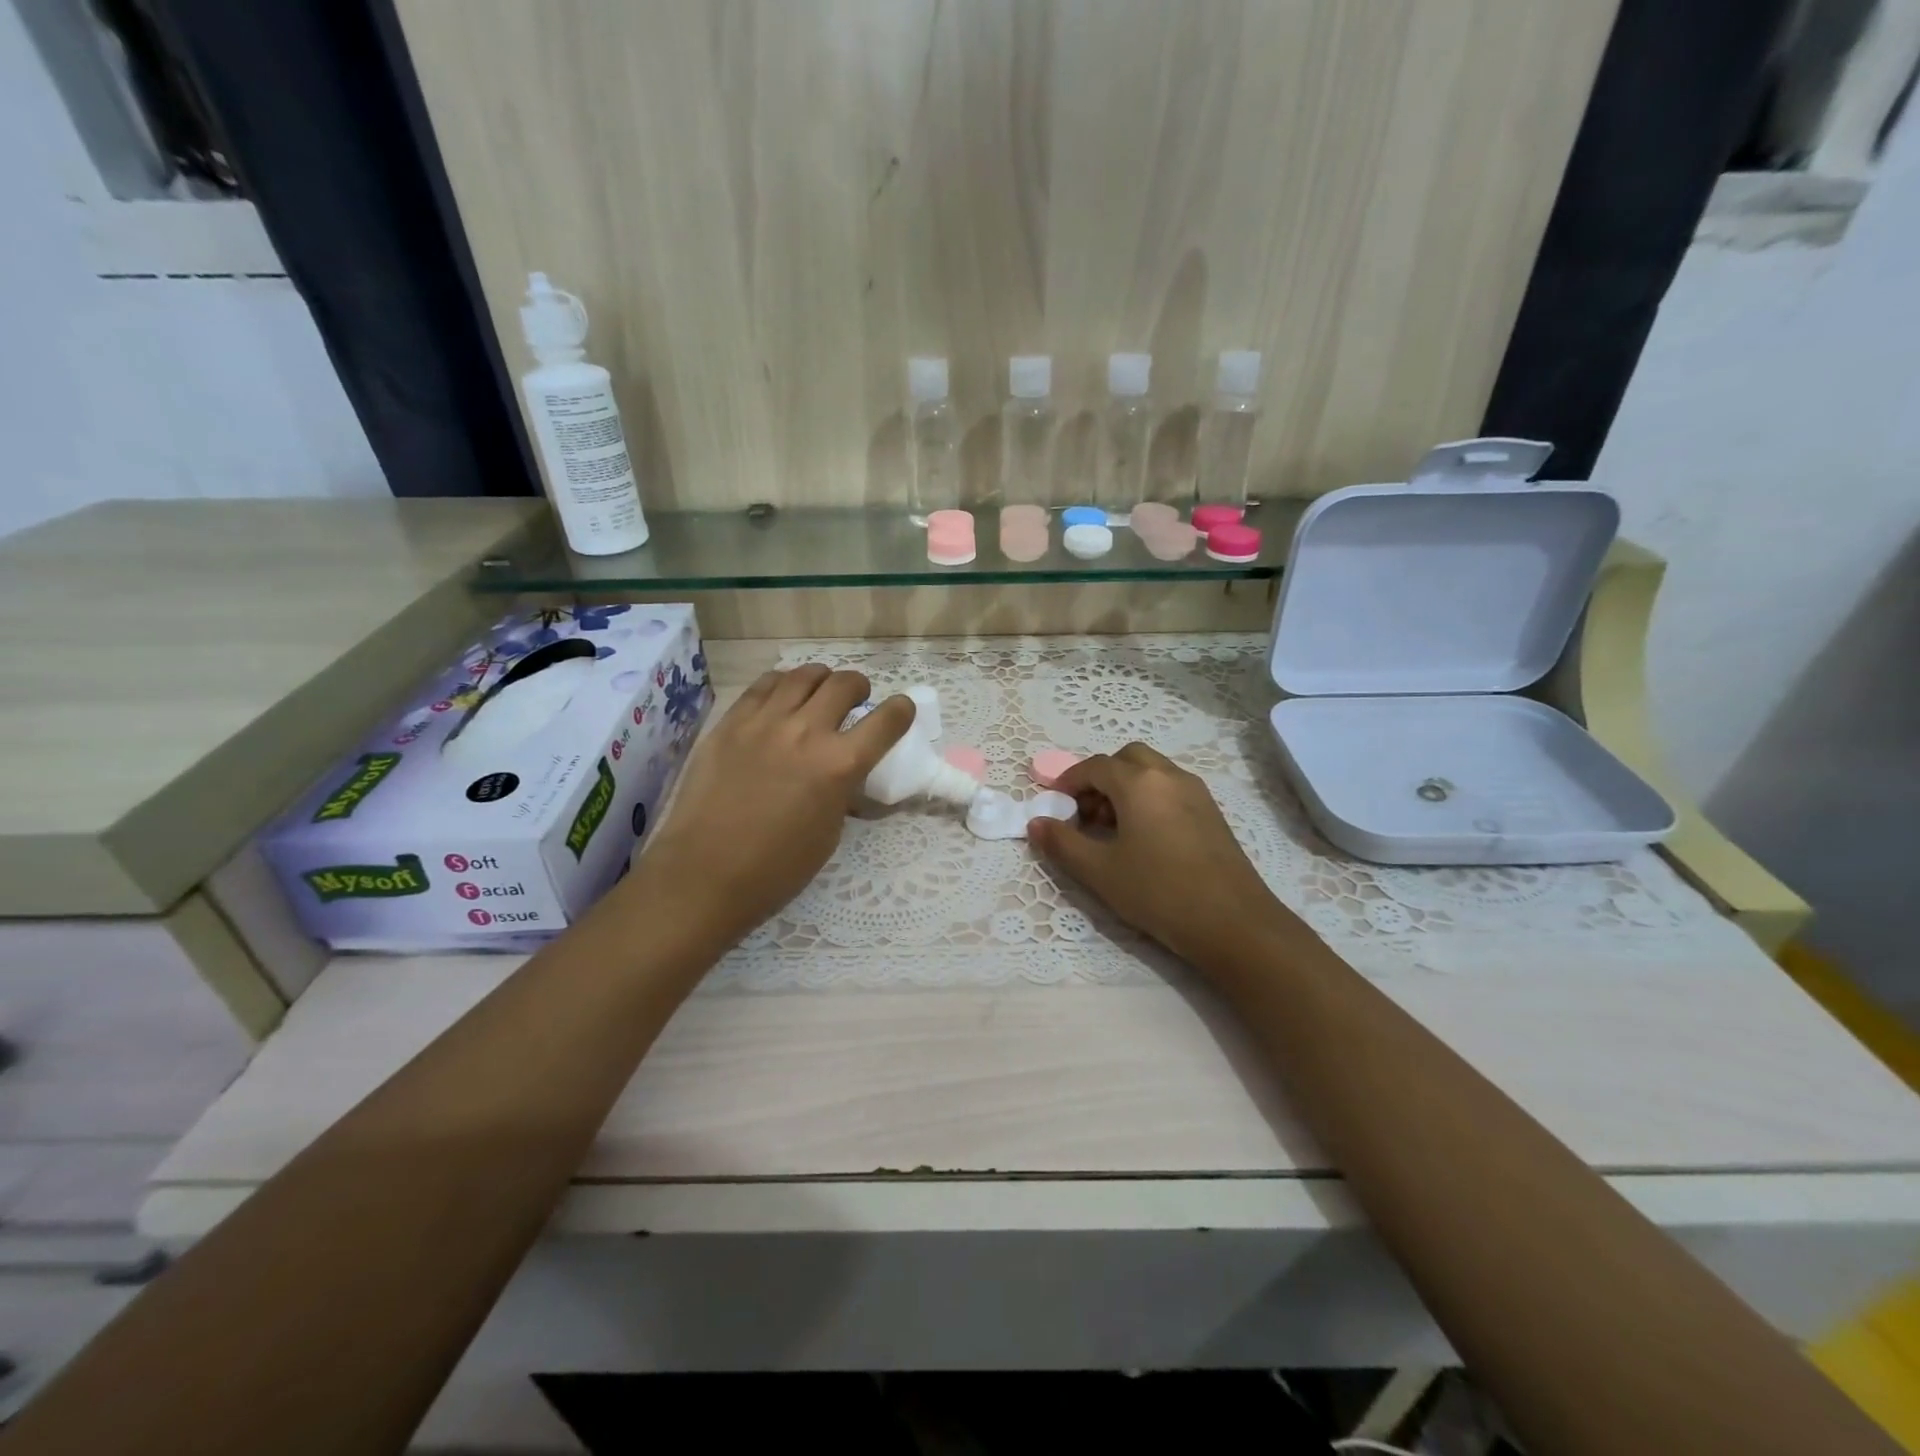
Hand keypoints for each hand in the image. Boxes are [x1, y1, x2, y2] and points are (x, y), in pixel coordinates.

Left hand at [641, 665, 914, 946]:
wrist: (705, 873)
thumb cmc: (776, 868)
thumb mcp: (830, 832)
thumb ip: (842, 790)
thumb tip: (844, 772)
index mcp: (840, 765)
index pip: (887, 720)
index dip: (902, 711)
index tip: (901, 711)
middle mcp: (807, 731)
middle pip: (845, 684)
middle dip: (859, 688)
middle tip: (855, 701)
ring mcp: (765, 721)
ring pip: (805, 675)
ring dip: (822, 681)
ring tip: (818, 694)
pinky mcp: (732, 721)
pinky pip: (765, 685)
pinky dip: (783, 685)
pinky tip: (782, 698)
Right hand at [1028, 742, 1292, 968]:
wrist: (1234, 923)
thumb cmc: (1159, 892)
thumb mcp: (1099, 871)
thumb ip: (1062, 843)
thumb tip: (1036, 823)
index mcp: (1139, 783)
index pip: (1094, 766)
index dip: (1068, 782)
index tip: (1054, 807)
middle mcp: (1169, 776)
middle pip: (1126, 759)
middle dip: (1099, 779)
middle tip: (1085, 814)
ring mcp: (1196, 792)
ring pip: (1151, 772)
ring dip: (1125, 788)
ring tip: (1111, 829)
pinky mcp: (1211, 813)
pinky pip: (1170, 789)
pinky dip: (1148, 798)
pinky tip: (1143, 839)